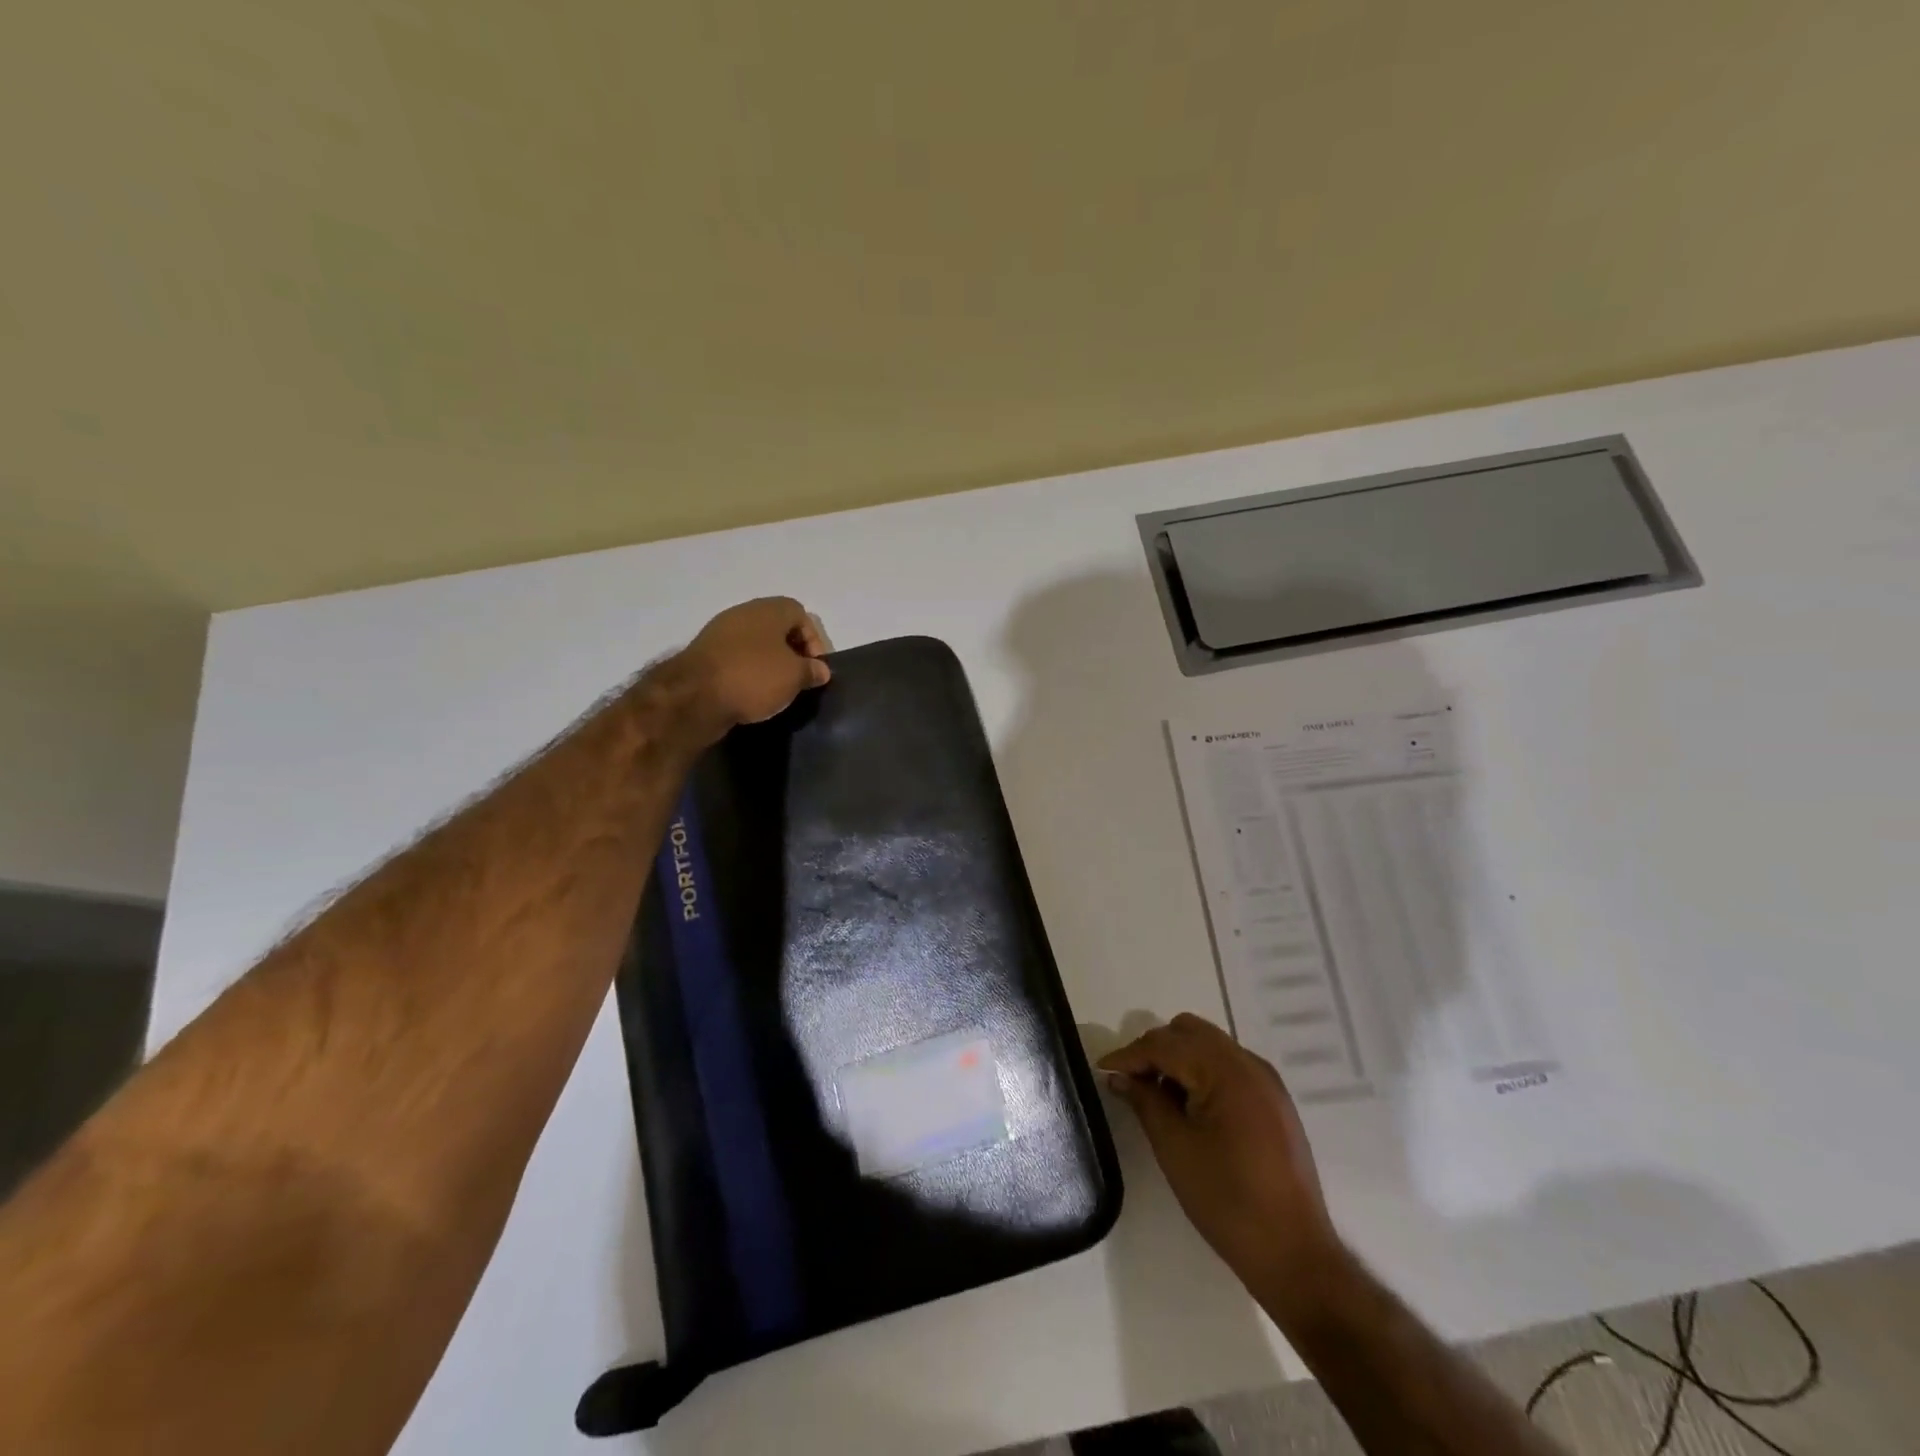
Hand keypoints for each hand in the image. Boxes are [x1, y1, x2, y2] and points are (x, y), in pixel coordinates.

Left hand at [677, 598, 830, 735]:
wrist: (694, 696)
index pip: (800, 614)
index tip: (815, 668)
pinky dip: (748, 672)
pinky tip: (752, 693)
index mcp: (768, 610)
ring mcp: (720, 633)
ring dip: (769, 662)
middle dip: (792, 651)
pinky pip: (736, 658)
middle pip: (777, 627)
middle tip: (799, 678)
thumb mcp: (794, 677)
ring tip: (777, 688)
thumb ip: (812, 670)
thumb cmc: (754, 677)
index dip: (814, 640)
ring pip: (755, 643)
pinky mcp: (705, 655)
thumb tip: (821, 670)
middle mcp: (743, 613)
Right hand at [1099, 1013, 1340, 1306]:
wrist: (1294, 1255)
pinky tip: (1187, 1104)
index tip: (1102, 1070)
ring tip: (1156, 1093)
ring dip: (1178, 1057)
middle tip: (1130, 1080)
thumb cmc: (1228, 1201)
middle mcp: (1250, 1064)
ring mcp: (1266, 1080)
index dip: (1130, 1055)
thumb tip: (1119, 1077)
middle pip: (1189, 1032)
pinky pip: (1227, 1065)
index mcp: (1227, 1072)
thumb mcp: (1175, 1148)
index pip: (1166, 1045)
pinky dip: (1201, 1071)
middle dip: (1154, 1049)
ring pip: (1209, 1044)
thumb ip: (1145, 1101)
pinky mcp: (1273, 1100)